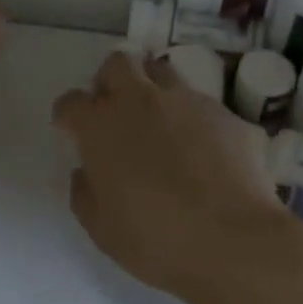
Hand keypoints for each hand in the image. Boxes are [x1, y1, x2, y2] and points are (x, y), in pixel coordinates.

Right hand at [52, 52, 302, 303]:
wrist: (233, 240)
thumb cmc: (155, 239)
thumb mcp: (101, 228)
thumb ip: (85, 192)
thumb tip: (87, 172)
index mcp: (100, 126)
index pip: (71, 102)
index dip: (69, 116)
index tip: (73, 132)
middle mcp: (140, 100)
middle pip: (117, 63)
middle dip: (111, 81)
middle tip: (116, 111)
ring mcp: (187, 102)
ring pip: (162, 72)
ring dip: (153, 89)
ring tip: (161, 124)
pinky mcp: (225, 114)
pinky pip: (202, 105)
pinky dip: (194, 120)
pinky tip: (204, 152)